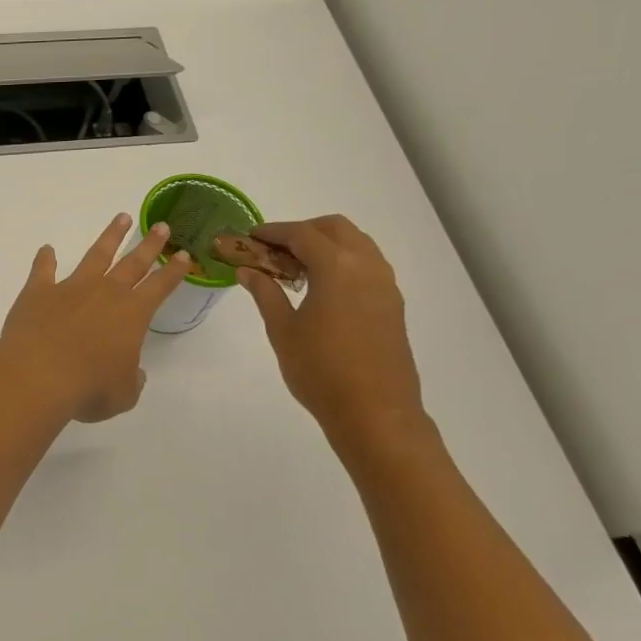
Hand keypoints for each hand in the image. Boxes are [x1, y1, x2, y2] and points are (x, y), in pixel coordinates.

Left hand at [0, 214, 192, 423]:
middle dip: (150, 244)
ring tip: (121, 218)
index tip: (184, 255)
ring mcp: (70, 288)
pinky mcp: (38, 291)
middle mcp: (105, 293)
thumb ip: (131, 380)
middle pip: (133, 262)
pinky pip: (43, 269)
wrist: (38, 376)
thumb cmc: (88, 389)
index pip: (159, 287)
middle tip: (162, 226)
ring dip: (110, 236)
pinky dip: (44, 259)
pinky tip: (46, 249)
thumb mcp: (122, 394)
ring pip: (95, 255)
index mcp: (132, 315)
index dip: (174, 272)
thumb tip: (132, 372)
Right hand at [237, 216, 427, 447]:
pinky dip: (342, 262)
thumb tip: (248, 270)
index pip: (302, 234)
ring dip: (325, 244)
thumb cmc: (320, 370)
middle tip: (273, 249)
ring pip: (356, 244)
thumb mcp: (282, 330)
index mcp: (337, 267)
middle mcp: (367, 267)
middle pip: (335, 228)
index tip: (250, 237)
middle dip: (303, 230)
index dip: (273, 232)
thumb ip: (265, 293)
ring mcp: (385, 285)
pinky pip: (367, 265)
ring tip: (295, 268)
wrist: (375, 413)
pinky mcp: (392, 304)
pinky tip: (321, 288)